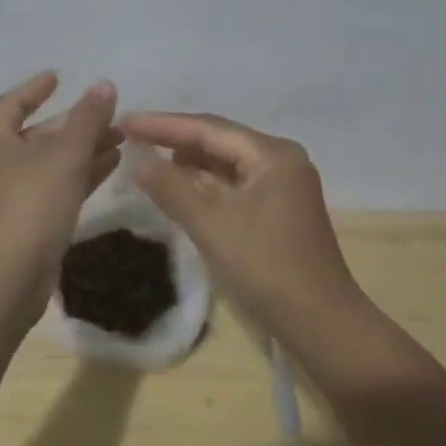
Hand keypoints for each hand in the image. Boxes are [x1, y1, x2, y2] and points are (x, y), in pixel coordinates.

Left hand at [0, 72, 120, 313]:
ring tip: (119, 141)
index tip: (59, 78)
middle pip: (34, 135)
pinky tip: (108, 170)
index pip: (12, 103)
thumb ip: (87, 119)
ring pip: (45, 165)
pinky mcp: (15, 227)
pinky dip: (75, 178)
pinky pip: (48, 191)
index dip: (36, 89)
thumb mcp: (64, 156)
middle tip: (107, 117)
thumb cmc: (29, 205)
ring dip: (80, 152)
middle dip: (72, 125)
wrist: (2, 281)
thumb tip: (104, 84)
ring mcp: (0, 199)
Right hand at [121, 111, 361, 333]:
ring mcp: (283, 187)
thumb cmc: (265, 267)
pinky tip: (178, 190)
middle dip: (175, 141)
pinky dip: (205, 188)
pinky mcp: (279, 212)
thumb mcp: (210, 224)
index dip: (163, 124)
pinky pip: (234, 187)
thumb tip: (137, 160)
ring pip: (226, 166)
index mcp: (272, 154)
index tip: (125, 121)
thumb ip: (171, 187)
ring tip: (147, 161)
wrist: (320, 324)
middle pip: (219, 141)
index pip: (209, 128)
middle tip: (131, 139)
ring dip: (189, 166)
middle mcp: (281, 161)